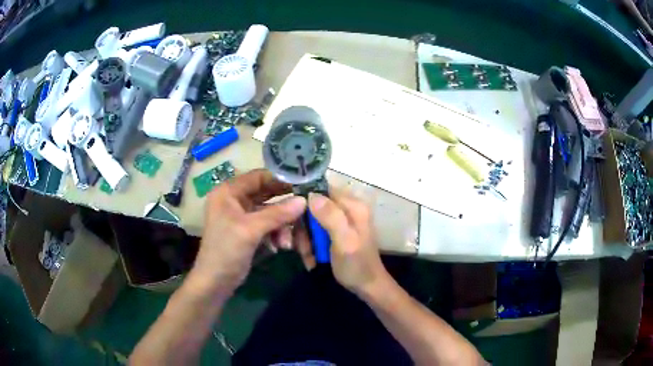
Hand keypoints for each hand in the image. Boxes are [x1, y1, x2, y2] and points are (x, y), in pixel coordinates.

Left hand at [191, 169, 306, 293]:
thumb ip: (277, 214)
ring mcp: (241, 216)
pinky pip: (268, 225)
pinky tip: (280, 247)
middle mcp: (234, 200)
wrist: (215, 282)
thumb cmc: (226, 251)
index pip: (258, 177)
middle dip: (284, 206)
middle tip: (305, 209)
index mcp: (228, 192)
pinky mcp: (248, 231)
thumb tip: (304, 200)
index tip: (304, 184)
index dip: (280, 179)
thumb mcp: (250, 230)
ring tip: (286, 243)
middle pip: (266, 194)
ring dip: (281, 225)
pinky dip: (276, 234)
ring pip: (270, 212)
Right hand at [307, 191, 389, 296]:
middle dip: (304, 228)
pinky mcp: (335, 233)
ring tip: (309, 257)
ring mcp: (341, 221)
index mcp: (352, 205)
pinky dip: (311, 246)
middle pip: (314, 207)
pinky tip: (312, 259)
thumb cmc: (357, 266)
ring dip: (306, 240)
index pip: (322, 189)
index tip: (295, 220)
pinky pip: (315, 232)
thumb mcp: (344, 242)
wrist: (367, 287)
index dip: (305, 201)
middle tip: (304, 247)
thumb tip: (311, 195)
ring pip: (312, 222)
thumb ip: (330, 217)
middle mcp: (347, 209)